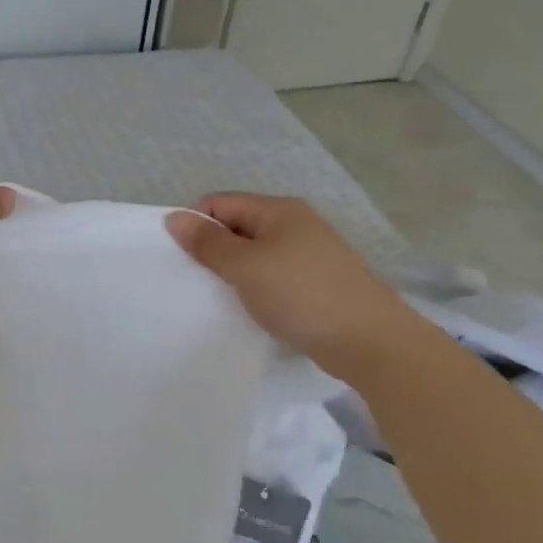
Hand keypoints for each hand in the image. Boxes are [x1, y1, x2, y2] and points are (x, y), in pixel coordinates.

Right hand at [165, 193, 419, 376]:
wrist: (368, 340)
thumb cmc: (301, 294)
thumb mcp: (246, 266)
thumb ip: (208, 243)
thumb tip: (174, 217)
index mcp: (279, 210)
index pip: (221, 203)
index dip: (197, 224)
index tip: (181, 258)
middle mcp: (295, 224)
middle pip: (238, 226)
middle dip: (213, 249)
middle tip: (194, 281)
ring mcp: (308, 254)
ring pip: (255, 254)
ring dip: (234, 272)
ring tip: (218, 297)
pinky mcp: (315, 283)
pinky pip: (273, 276)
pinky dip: (256, 288)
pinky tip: (249, 309)